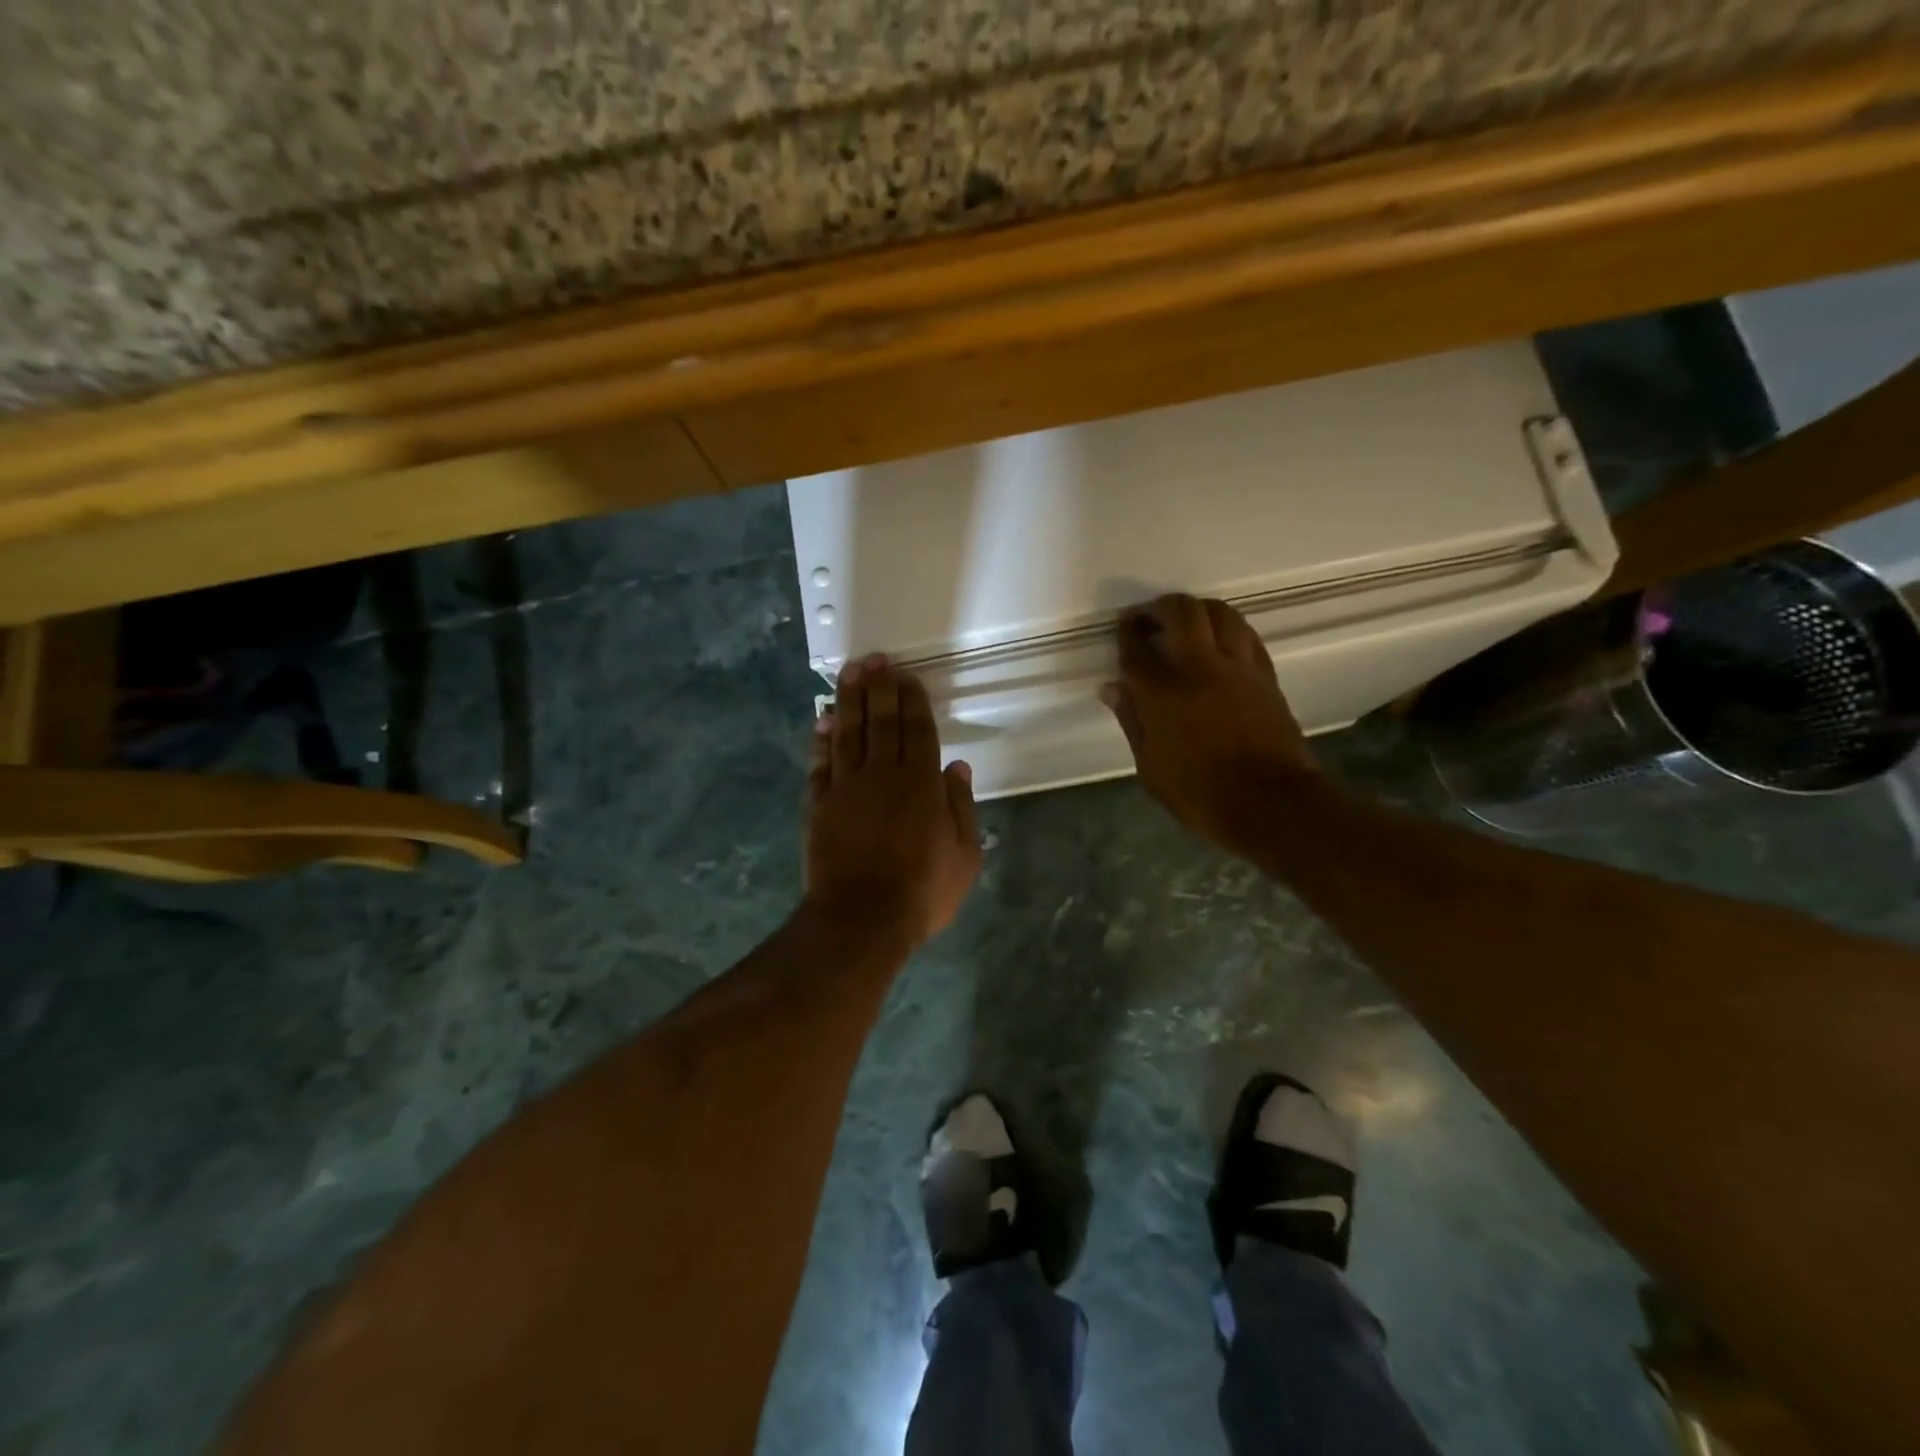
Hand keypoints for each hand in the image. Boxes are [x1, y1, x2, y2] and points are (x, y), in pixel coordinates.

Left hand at [805, 654, 982, 947]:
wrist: (861, 920)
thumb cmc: (922, 892)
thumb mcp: (964, 856)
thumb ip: (961, 807)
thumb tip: (957, 767)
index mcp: (921, 784)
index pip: (918, 730)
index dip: (913, 700)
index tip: (907, 676)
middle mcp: (883, 774)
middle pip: (881, 721)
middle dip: (880, 687)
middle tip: (876, 659)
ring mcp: (846, 787)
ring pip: (848, 732)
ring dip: (849, 699)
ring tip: (850, 671)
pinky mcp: (819, 803)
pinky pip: (820, 762)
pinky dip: (821, 738)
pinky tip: (823, 718)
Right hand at [1100, 594, 1316, 852]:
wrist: (1272, 805)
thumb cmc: (1201, 795)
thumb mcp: (1150, 769)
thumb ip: (1131, 721)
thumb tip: (1111, 688)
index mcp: (1163, 694)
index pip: (1137, 649)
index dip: (1125, 633)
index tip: (1122, 628)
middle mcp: (1200, 668)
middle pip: (1181, 612)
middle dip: (1159, 607)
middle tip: (1148, 618)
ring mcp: (1238, 668)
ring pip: (1220, 613)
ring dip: (1198, 609)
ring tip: (1185, 621)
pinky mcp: (1266, 676)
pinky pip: (1246, 636)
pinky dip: (1228, 629)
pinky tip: (1220, 641)